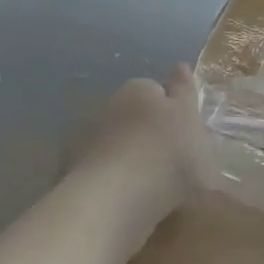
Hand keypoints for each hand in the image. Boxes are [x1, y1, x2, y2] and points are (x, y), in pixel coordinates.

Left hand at [75, 66, 203, 229]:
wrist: (120, 196)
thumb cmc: (168, 151)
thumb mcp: (189, 118)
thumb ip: (185, 92)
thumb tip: (179, 65)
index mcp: (138, 89)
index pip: (155, 90)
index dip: (171, 111)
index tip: (184, 135)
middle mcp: (108, 106)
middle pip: (133, 116)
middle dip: (147, 133)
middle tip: (170, 162)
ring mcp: (87, 138)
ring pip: (115, 143)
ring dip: (128, 156)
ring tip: (149, 185)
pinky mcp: (74, 170)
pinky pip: (100, 170)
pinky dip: (111, 178)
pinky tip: (126, 197)